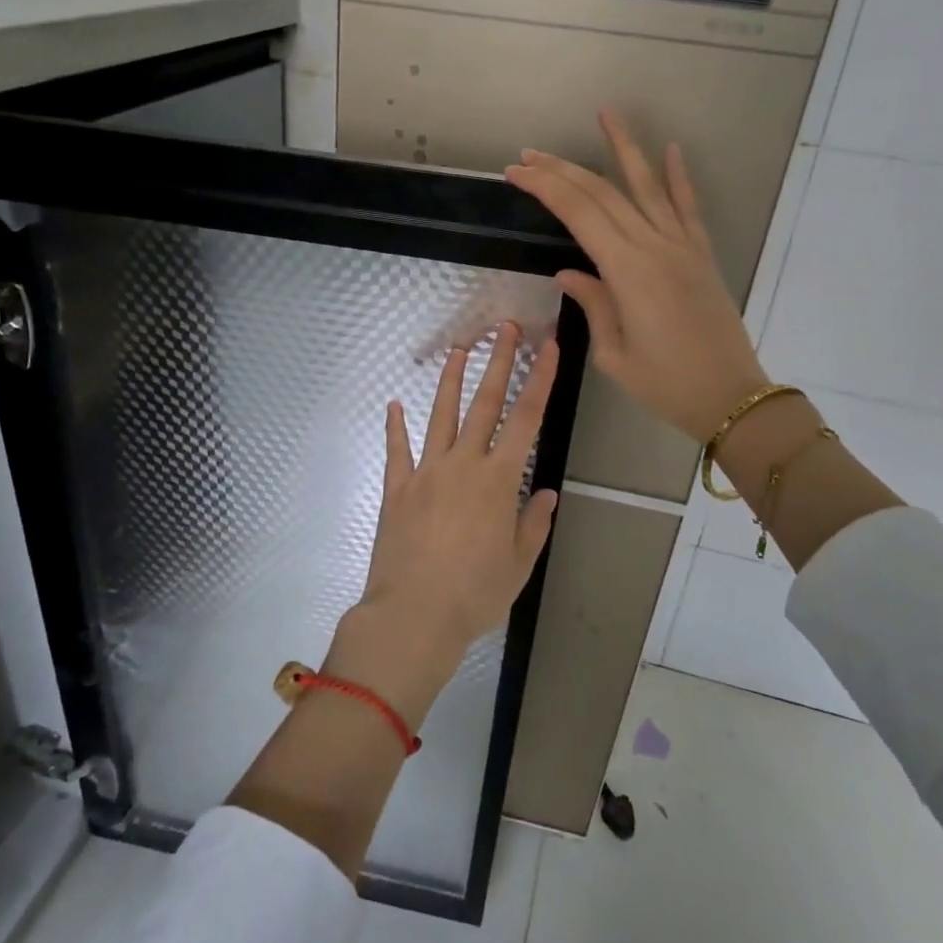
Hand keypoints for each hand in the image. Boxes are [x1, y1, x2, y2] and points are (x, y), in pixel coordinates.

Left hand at [334, 325, 559, 722]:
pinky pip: (397, 450)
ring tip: (458, 348)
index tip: (549, 347)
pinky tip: (393, 404)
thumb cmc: (475, 593)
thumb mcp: (519, 564)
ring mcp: (426, 472)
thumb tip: (544, 493)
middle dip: (498, 362)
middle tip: (505, 327)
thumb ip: (533, 524)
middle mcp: (463, 464)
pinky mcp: (397, 488)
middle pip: (484, 403)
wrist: (413, 615)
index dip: (540, 379)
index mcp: (498, 480)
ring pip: (440, 415)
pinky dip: (395, 426)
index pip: (526, 418)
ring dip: (450, 380)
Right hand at [506, 112, 767, 442]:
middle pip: (603, 193)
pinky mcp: (701, 255)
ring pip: (647, 186)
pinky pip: (687, 207)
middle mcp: (654, 246)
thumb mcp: (614, 353)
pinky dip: (678, 177)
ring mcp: (682, 246)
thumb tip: (568, 272)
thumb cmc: (666, 385)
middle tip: (530, 154)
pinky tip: (671, 150)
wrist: (731, 398)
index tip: (516, 172)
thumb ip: (593, 304)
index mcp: (626, 271)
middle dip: (563, 169)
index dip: (545, 187)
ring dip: (624, 149)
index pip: (578, 213)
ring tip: (606, 114)